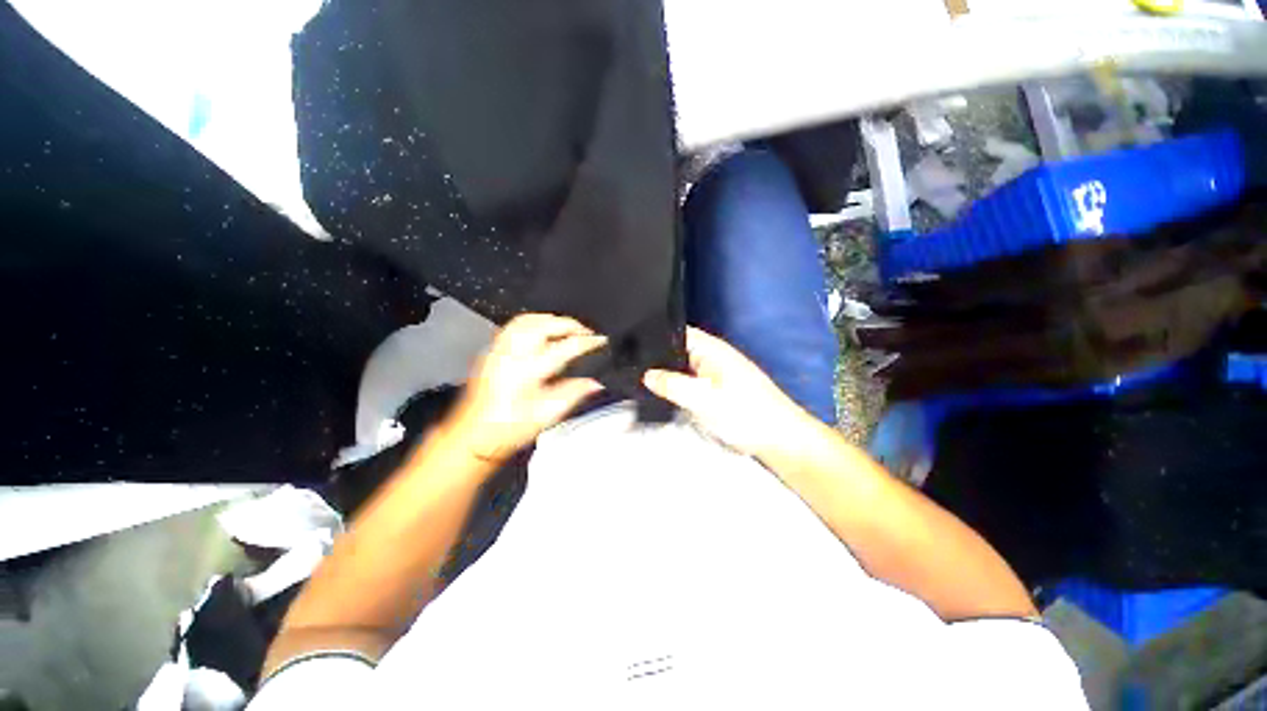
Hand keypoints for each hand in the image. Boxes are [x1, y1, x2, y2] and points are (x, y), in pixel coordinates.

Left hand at [443, 313, 605, 465]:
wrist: (473, 435)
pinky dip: (534, 321)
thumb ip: (573, 394)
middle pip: (544, 325)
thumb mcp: (547, 416)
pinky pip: (514, 325)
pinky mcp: (492, 351)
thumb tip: (595, 382)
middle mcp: (511, 355)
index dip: (587, 342)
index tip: (601, 341)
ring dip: (551, 319)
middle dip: (570, 324)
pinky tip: (543, 329)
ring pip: (527, 320)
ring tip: (567, 328)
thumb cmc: (507, 430)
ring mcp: (499, 351)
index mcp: (527, 372)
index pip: (564, 347)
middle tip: (586, 332)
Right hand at [643, 327, 811, 458]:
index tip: (630, 346)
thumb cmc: (744, 414)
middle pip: (678, 350)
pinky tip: (665, 394)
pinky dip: (679, 385)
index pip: (677, 332)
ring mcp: (717, 372)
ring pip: (684, 367)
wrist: (780, 439)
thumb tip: (646, 375)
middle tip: (630, 367)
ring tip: (640, 380)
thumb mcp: (703, 400)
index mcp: (711, 349)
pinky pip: (692, 381)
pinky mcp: (719, 388)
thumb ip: (673, 385)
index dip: (653, 336)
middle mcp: (713, 355)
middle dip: (656, 358)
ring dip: (667, 373)